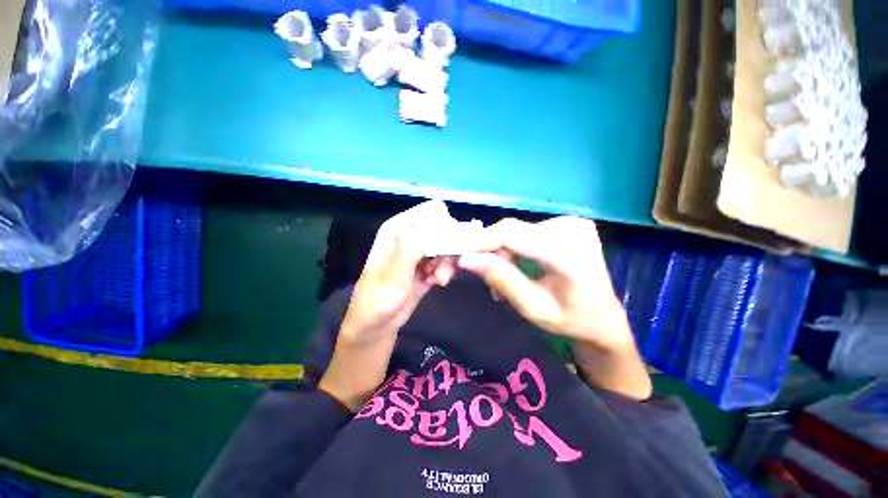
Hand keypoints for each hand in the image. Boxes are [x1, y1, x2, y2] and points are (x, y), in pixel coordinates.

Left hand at [320, 200, 456, 409]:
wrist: (376, 325)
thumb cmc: (378, 299)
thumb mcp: (393, 274)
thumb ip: (411, 247)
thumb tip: (434, 227)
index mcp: (399, 228)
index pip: (432, 211)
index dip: (446, 225)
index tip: (451, 246)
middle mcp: (411, 234)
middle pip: (444, 227)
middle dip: (449, 246)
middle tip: (443, 266)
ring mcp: (420, 250)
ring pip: (448, 245)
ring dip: (447, 262)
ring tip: (438, 279)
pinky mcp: (427, 265)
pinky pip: (446, 260)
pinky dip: (445, 270)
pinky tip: (436, 283)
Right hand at [458, 216, 629, 348]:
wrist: (605, 318)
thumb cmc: (571, 321)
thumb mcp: (533, 308)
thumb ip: (501, 279)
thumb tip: (466, 258)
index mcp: (568, 252)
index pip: (511, 234)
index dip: (480, 242)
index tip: (457, 255)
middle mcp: (570, 228)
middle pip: (510, 231)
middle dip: (487, 250)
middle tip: (475, 272)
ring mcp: (570, 222)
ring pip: (515, 231)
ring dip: (499, 252)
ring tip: (499, 278)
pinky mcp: (566, 224)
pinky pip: (525, 232)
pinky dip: (512, 248)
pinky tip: (513, 266)